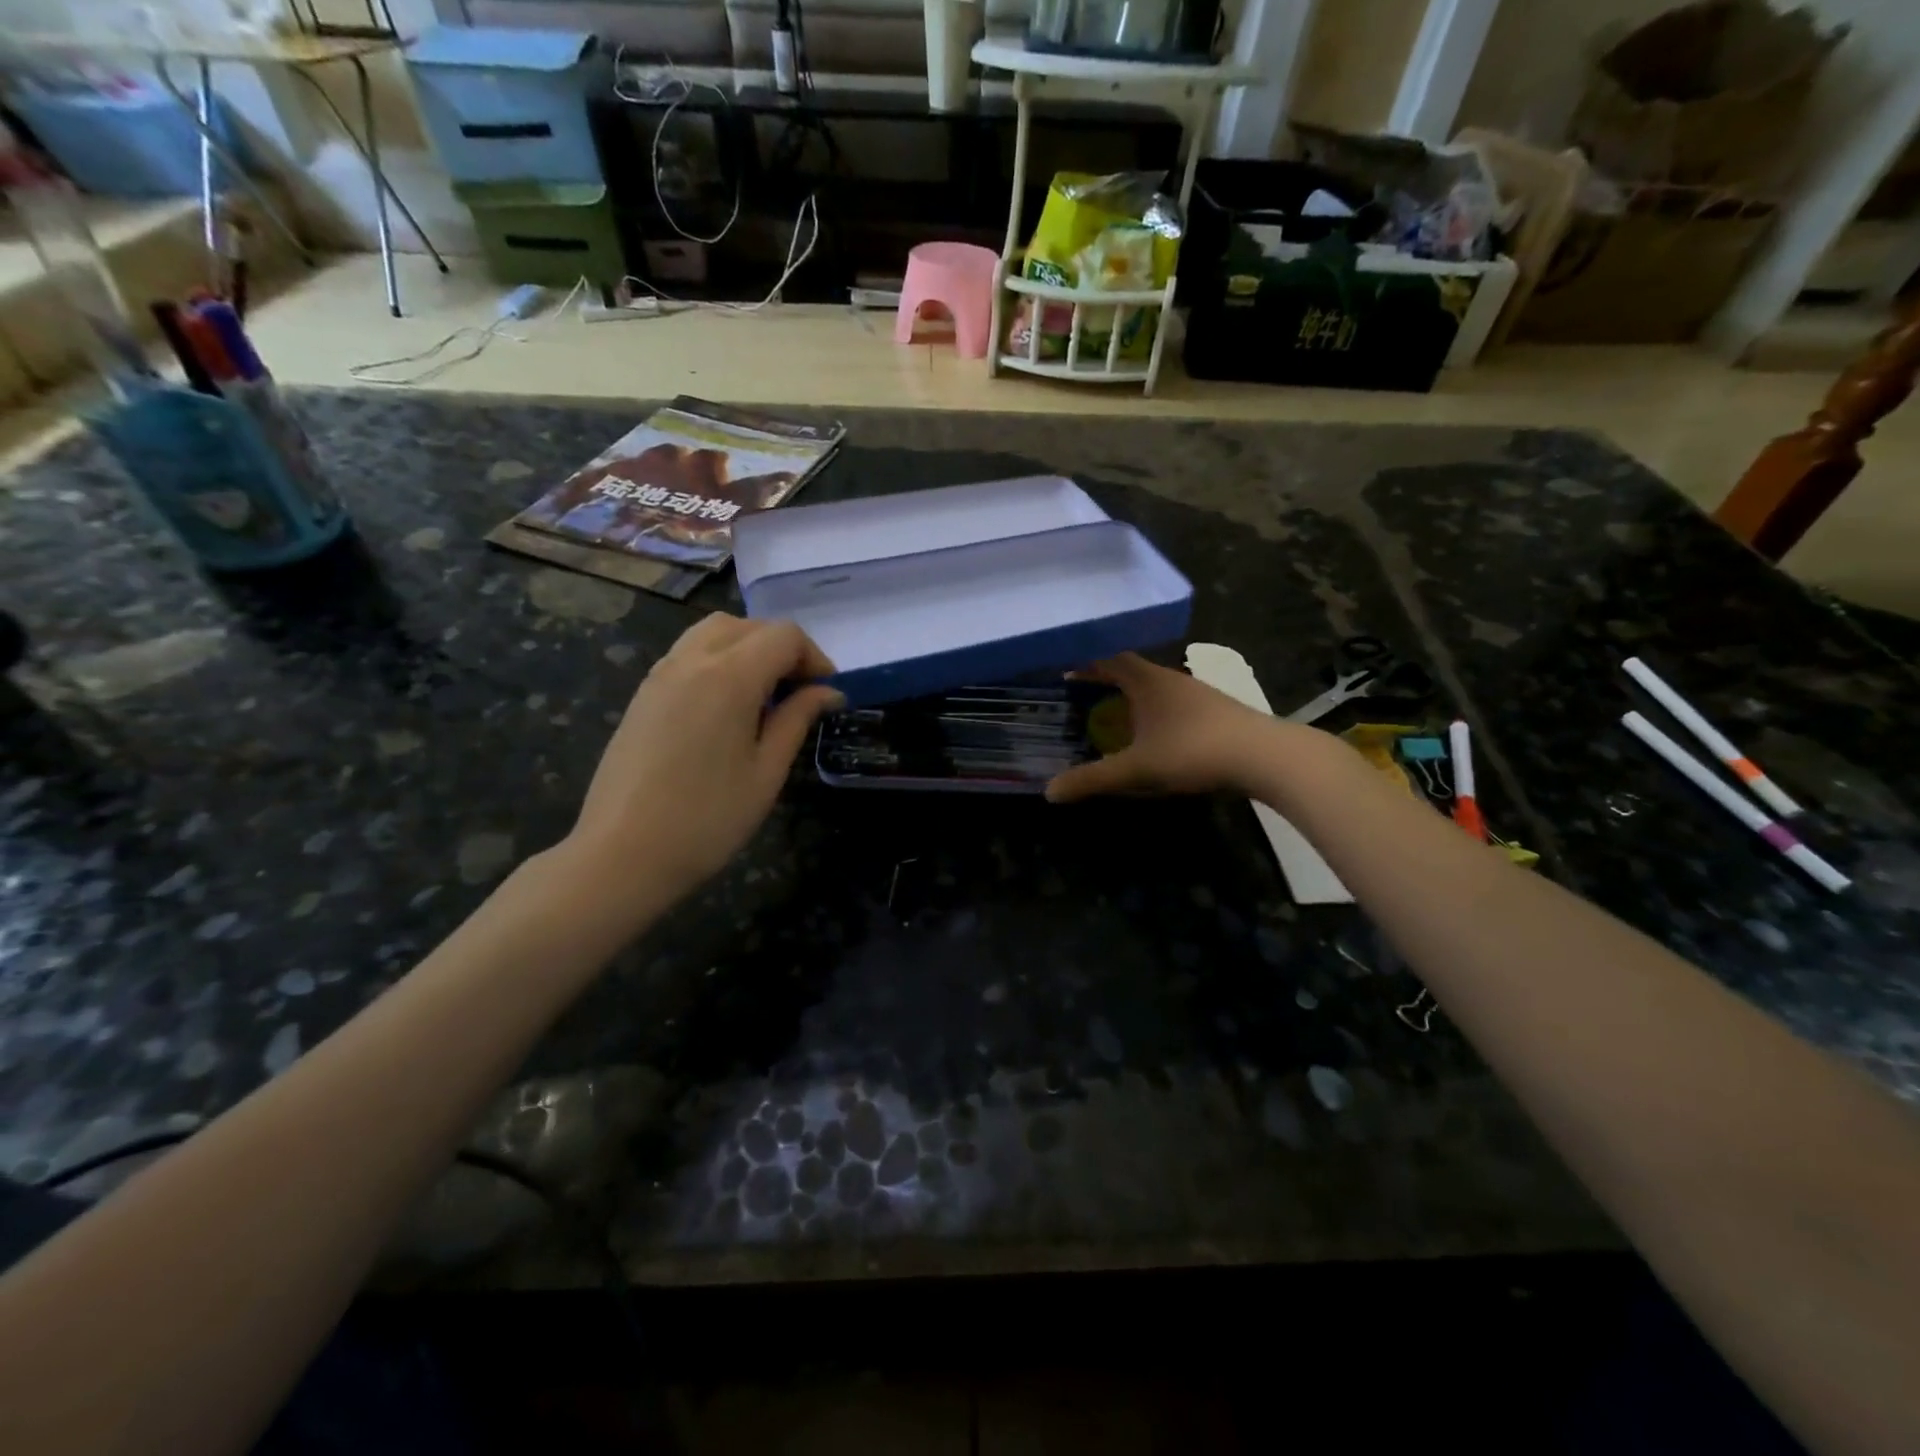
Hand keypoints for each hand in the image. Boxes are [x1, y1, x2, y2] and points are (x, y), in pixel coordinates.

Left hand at [566, 614, 841, 903]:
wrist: (623, 853)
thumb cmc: (708, 819)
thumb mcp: (767, 772)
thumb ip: (797, 719)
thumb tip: (828, 692)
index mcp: (729, 676)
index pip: (784, 636)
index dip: (814, 658)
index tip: (827, 694)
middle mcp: (692, 660)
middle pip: (749, 626)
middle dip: (783, 649)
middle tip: (800, 694)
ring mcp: (660, 674)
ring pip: (714, 633)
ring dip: (749, 650)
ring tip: (765, 696)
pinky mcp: (643, 693)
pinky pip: (688, 654)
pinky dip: (719, 661)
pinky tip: (727, 707)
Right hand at [1045, 652, 1287, 802]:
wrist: (1265, 756)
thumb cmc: (1194, 751)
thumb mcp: (1137, 769)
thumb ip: (1093, 779)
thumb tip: (1049, 792)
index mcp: (1148, 681)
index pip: (1110, 659)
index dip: (1086, 664)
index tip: (1065, 672)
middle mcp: (1172, 679)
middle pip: (1133, 670)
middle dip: (1106, 680)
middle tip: (1083, 695)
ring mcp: (1198, 694)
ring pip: (1156, 687)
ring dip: (1133, 697)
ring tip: (1115, 715)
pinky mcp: (1217, 712)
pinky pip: (1174, 704)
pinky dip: (1155, 712)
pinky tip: (1156, 734)